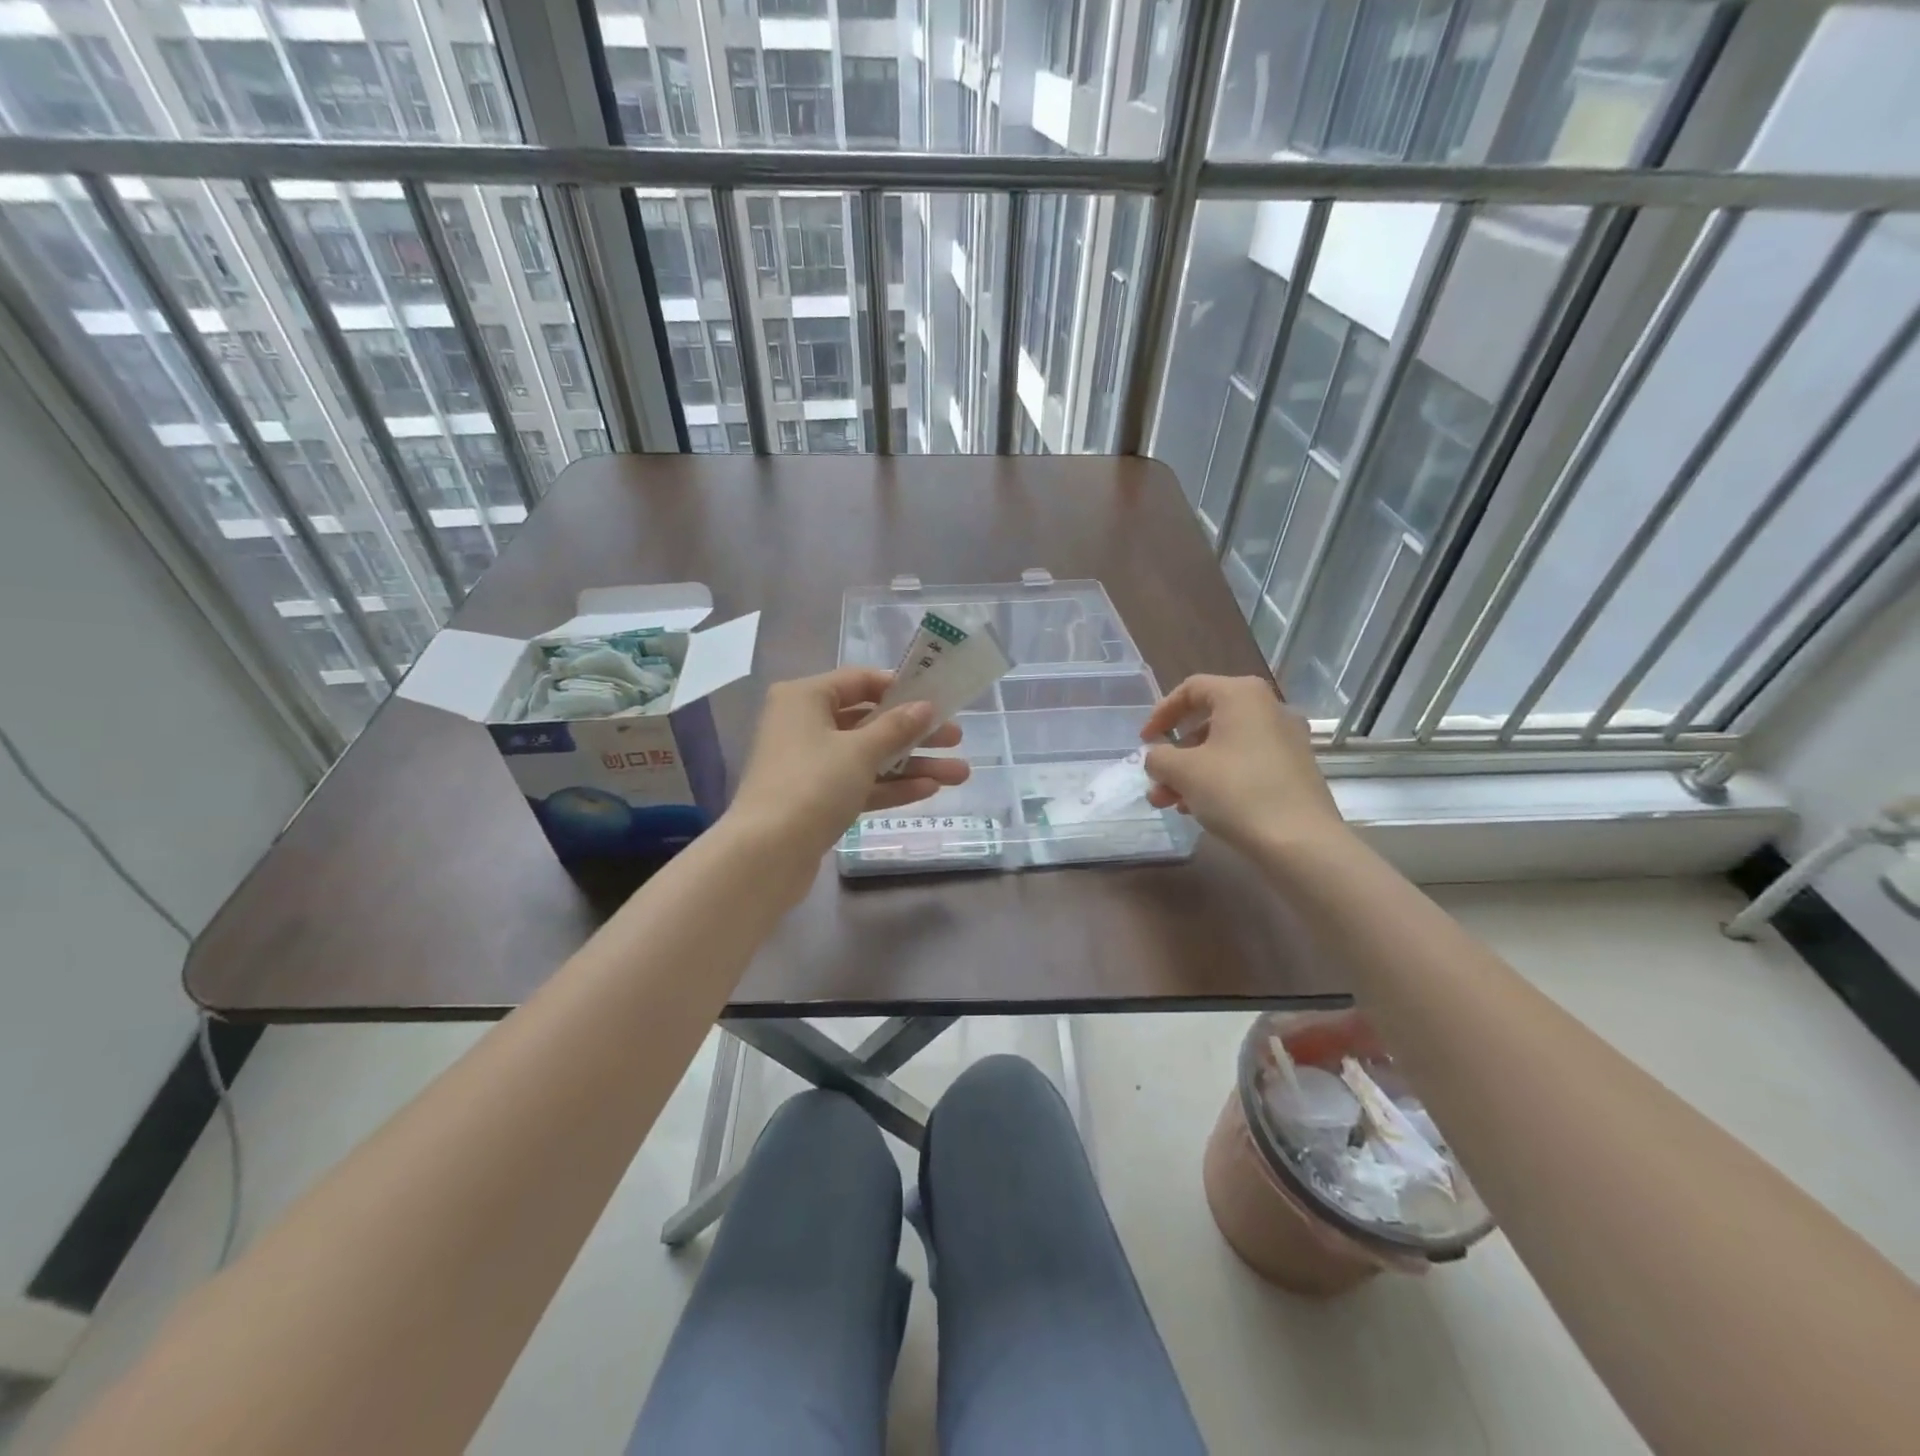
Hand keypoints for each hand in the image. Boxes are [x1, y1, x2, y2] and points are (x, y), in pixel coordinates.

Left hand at [728, 667, 969, 861]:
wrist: (766, 853)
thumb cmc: (813, 784)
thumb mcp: (860, 751)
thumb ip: (897, 726)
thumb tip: (925, 707)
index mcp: (804, 698)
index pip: (859, 681)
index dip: (900, 688)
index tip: (936, 699)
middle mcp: (803, 724)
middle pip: (868, 721)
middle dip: (914, 732)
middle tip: (956, 738)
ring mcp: (809, 764)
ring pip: (868, 756)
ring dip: (911, 763)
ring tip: (959, 773)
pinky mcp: (816, 798)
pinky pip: (859, 783)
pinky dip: (890, 785)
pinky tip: (929, 790)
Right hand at [1139, 675, 1345, 856]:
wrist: (1300, 842)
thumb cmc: (1236, 792)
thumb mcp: (1182, 771)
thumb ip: (1158, 757)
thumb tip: (1158, 758)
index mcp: (1242, 695)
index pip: (1191, 689)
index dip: (1161, 713)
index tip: (1145, 741)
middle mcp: (1269, 709)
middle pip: (1208, 722)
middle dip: (1175, 754)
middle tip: (1156, 780)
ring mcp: (1287, 741)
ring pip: (1225, 748)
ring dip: (1192, 772)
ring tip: (1171, 803)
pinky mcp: (1295, 771)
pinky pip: (1246, 765)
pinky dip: (1219, 780)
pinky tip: (1201, 810)